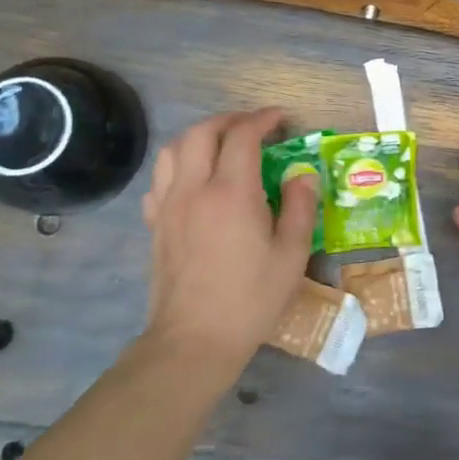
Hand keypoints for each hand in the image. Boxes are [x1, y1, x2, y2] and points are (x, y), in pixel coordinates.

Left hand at [139, 108, 318, 375]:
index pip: (243, 135)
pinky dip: (178, 166)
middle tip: (255, 126)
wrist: (194, 340)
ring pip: (173, 150)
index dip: (263, 119)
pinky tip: (195, 181)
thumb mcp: (290, 255)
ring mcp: (168, 206)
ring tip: (223, 144)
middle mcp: (194, 189)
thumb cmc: (250, 299)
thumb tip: (303, 176)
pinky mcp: (155, 225)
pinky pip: (160, 180)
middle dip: (230, 119)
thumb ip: (299, 207)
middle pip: (202, 132)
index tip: (282, 118)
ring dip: (200, 136)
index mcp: (232, 193)